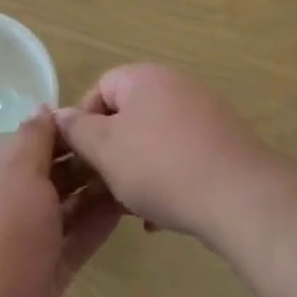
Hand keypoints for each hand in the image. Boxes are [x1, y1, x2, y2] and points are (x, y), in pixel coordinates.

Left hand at [0, 112, 123, 296]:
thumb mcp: (15, 172)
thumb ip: (33, 138)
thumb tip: (44, 108)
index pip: (24, 146)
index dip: (59, 132)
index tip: (97, 120)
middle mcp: (0, 211)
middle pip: (45, 177)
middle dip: (80, 161)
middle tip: (122, 144)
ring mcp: (23, 247)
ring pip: (63, 210)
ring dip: (93, 191)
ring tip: (131, 170)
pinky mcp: (46, 276)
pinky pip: (75, 240)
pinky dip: (97, 223)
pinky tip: (127, 205)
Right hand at [53, 65, 296, 245]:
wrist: (238, 197)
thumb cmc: (160, 167)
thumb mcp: (106, 150)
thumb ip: (77, 130)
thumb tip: (58, 115)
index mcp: (146, 78)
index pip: (101, 88)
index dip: (83, 122)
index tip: (79, 157)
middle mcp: (177, 86)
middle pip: (129, 116)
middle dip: (112, 152)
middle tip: (102, 186)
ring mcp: (205, 114)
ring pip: (155, 141)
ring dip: (138, 171)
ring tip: (130, 208)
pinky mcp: (224, 144)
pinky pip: (182, 158)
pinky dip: (167, 181)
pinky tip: (160, 218)